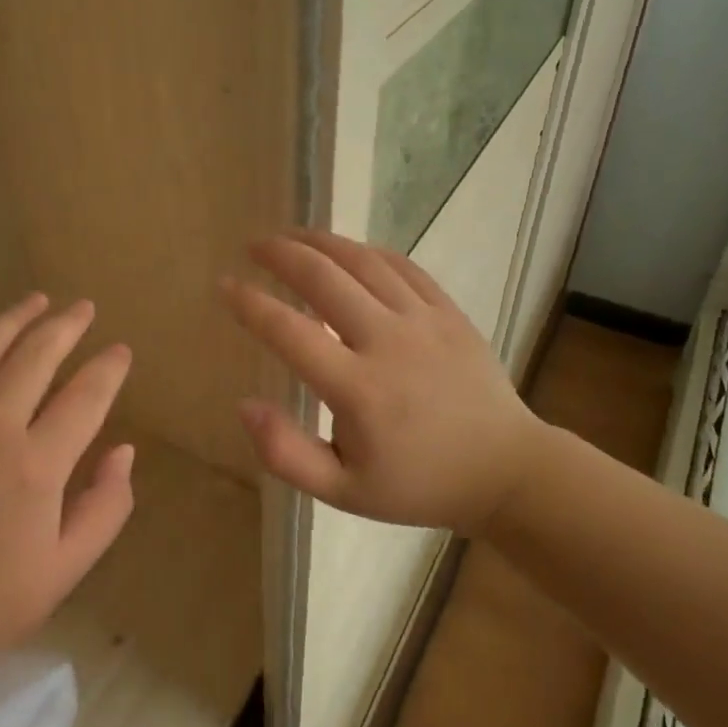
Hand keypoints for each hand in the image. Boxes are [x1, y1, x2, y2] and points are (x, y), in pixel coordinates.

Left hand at [0, 294, 134, 682]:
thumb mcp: (63, 571)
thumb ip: (105, 507)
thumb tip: (124, 450)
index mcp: (35, 466)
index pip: (86, 396)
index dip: (109, 368)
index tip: (120, 351)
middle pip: (37, 354)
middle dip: (67, 325)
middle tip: (84, 308)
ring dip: (15, 316)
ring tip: (37, 299)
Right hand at [220, 230, 546, 532]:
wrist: (502, 470)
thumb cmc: (416, 484)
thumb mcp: (343, 491)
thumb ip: (286, 454)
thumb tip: (244, 404)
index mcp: (358, 390)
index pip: (290, 331)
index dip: (251, 304)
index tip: (226, 285)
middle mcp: (388, 342)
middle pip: (324, 278)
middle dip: (281, 254)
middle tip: (254, 245)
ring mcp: (423, 321)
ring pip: (363, 262)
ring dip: (321, 242)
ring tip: (291, 235)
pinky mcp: (449, 311)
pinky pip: (402, 266)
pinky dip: (367, 251)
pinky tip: (347, 250)